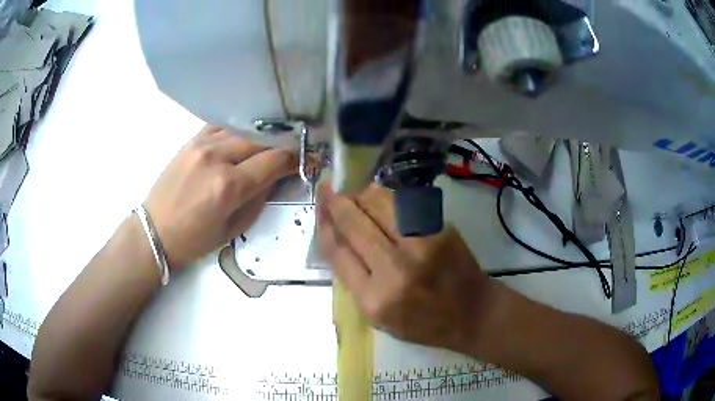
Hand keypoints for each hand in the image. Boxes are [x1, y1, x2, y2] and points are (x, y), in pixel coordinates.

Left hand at [144, 125, 296, 268]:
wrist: (155, 230)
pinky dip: (239, 128)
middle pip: (262, 139)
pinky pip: (222, 125)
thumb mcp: (234, 228)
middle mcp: (217, 158)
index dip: (295, 158)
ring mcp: (202, 145)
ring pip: (244, 129)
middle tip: (296, 147)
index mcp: (229, 186)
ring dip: (263, 134)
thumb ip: (259, 198)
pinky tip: (246, 133)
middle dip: (284, 143)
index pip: (274, 161)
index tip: (308, 158)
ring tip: (275, 138)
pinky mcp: (192, 141)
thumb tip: (277, 175)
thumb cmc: (195, 239)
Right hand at [318, 184, 494, 352]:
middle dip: (336, 203)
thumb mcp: (379, 318)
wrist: (472, 313)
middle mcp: (395, 270)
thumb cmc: (423, 323)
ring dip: (360, 194)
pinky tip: (378, 195)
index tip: (319, 211)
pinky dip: (386, 196)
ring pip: (379, 205)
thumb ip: (354, 282)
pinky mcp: (440, 230)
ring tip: (353, 193)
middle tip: (327, 189)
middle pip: (355, 224)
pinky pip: (405, 204)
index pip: (338, 253)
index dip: (324, 227)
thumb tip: (336, 239)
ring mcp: (421, 246)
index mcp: (374, 299)